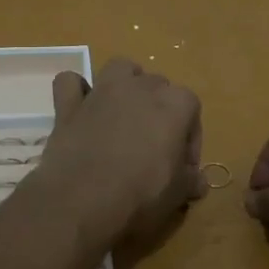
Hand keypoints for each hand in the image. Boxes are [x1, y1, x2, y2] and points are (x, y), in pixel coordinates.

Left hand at [32, 58, 205, 250]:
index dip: (190, 137)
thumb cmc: (141, 194)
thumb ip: (191, 181)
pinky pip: (70, 82)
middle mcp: (140, 88)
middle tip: (154, 146)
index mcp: (174, 104)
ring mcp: (102, 92)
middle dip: (159, 110)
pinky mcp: (69, 105)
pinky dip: (76, 91)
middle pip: (158, 85)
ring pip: (120, 68)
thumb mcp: (178, 194)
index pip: (192, 107)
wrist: (82, 200)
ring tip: (124, 113)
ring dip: (125, 83)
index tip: (183, 165)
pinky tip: (81, 109)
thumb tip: (199, 182)